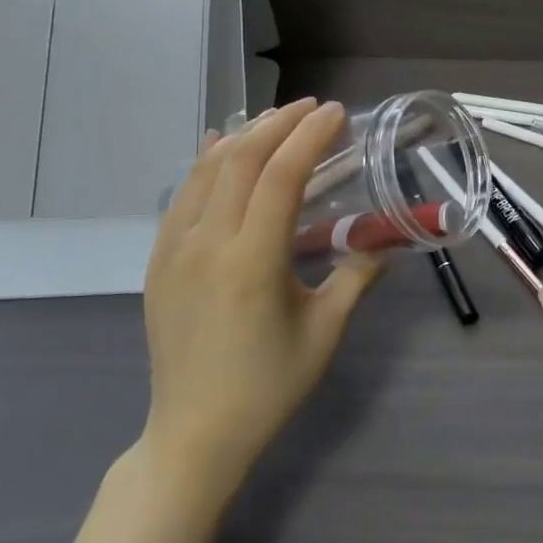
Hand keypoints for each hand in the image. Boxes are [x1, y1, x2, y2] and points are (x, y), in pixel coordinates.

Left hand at [141, 98, 383, 494]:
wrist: (195, 433)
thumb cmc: (268, 386)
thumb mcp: (325, 332)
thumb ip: (356, 277)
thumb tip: (384, 242)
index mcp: (252, 262)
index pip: (281, 176)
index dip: (310, 137)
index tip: (335, 113)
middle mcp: (206, 244)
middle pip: (240, 161)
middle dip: (278, 124)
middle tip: (312, 109)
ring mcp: (174, 250)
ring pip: (205, 171)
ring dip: (243, 137)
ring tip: (275, 120)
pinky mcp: (158, 261)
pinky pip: (182, 196)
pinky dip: (205, 163)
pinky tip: (219, 147)